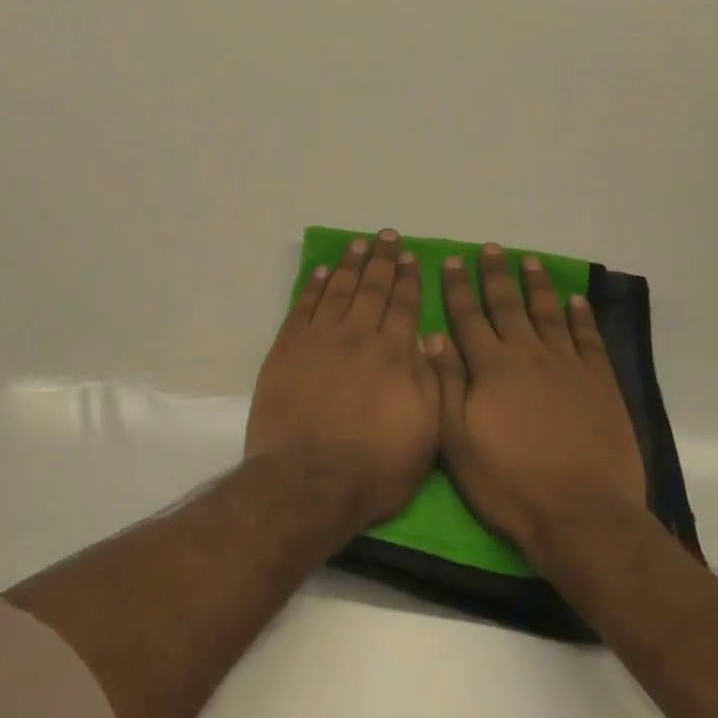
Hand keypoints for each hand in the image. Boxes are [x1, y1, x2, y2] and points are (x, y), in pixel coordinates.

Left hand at [247, 229, 440, 534]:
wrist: (307, 481)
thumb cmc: (374, 468)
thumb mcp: (425, 434)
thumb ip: (430, 382)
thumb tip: (428, 339)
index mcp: (393, 355)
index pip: (404, 305)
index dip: (409, 279)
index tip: (412, 257)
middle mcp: (357, 336)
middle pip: (372, 289)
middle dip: (383, 260)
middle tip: (388, 236)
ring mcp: (318, 339)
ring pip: (338, 290)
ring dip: (350, 265)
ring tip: (358, 244)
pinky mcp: (287, 348)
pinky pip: (303, 306)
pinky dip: (314, 286)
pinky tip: (322, 271)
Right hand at [427, 244, 646, 564]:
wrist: (582, 516)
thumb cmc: (509, 483)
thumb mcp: (457, 440)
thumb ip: (445, 384)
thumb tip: (432, 337)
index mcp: (490, 368)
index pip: (467, 316)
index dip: (457, 287)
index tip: (451, 260)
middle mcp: (527, 356)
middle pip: (507, 305)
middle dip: (495, 275)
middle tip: (490, 249)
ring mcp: (567, 367)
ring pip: (548, 314)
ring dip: (536, 285)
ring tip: (529, 260)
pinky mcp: (600, 385)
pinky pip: (588, 340)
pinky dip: (581, 317)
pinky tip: (575, 301)